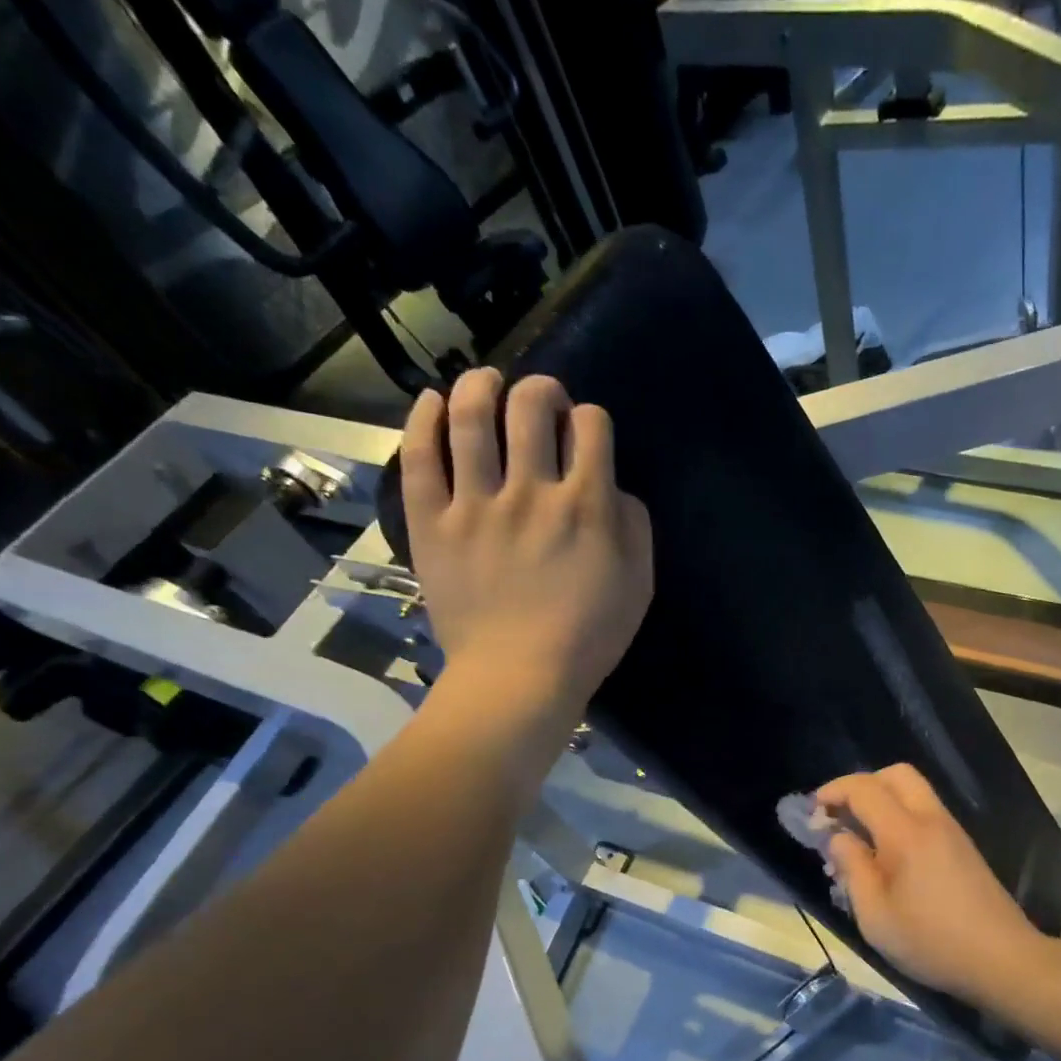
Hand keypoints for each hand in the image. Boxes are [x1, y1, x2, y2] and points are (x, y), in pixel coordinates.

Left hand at [399, 370, 651, 715]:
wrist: (519, 677)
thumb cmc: (588, 637)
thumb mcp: (639, 586)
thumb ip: (635, 527)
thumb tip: (616, 490)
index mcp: (587, 505)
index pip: (592, 426)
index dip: (592, 419)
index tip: (586, 434)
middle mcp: (531, 490)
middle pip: (531, 406)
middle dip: (542, 390)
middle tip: (542, 401)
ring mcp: (475, 503)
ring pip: (470, 417)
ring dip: (481, 386)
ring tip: (486, 383)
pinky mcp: (433, 522)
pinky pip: (421, 457)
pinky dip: (424, 419)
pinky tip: (432, 401)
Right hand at [815, 764, 1042, 1003]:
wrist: (1003, 959)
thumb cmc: (931, 941)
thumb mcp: (875, 915)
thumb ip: (852, 869)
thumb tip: (838, 838)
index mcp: (905, 832)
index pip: (864, 788)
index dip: (833, 791)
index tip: (812, 812)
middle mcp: (931, 819)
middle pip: (895, 774)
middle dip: (862, 785)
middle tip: (840, 816)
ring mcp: (952, 830)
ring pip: (914, 790)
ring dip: (883, 799)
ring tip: (860, 836)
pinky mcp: (963, 846)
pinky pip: (926, 811)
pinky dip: (901, 814)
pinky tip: (889, 852)